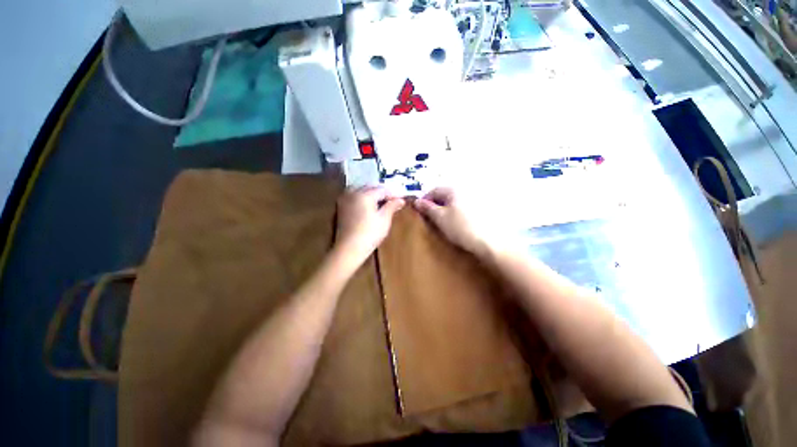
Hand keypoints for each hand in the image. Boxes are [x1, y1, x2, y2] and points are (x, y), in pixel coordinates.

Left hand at [334, 187, 404, 265]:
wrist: (349, 248)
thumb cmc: (369, 234)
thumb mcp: (384, 220)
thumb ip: (392, 206)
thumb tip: (400, 200)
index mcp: (365, 194)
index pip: (382, 189)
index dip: (392, 194)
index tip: (401, 199)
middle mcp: (354, 193)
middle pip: (371, 187)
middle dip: (382, 192)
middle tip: (392, 200)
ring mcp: (345, 199)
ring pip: (361, 189)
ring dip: (371, 192)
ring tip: (380, 201)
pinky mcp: (341, 207)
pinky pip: (353, 195)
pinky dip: (362, 196)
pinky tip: (367, 204)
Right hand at [413, 187, 502, 257]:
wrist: (491, 242)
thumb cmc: (461, 228)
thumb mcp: (440, 218)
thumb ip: (428, 208)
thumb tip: (417, 201)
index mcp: (454, 190)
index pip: (434, 190)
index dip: (425, 200)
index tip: (420, 211)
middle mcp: (466, 189)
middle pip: (445, 195)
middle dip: (436, 204)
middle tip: (432, 218)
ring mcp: (477, 198)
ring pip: (455, 201)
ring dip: (447, 208)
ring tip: (445, 222)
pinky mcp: (484, 208)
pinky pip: (465, 207)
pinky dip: (458, 212)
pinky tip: (459, 223)